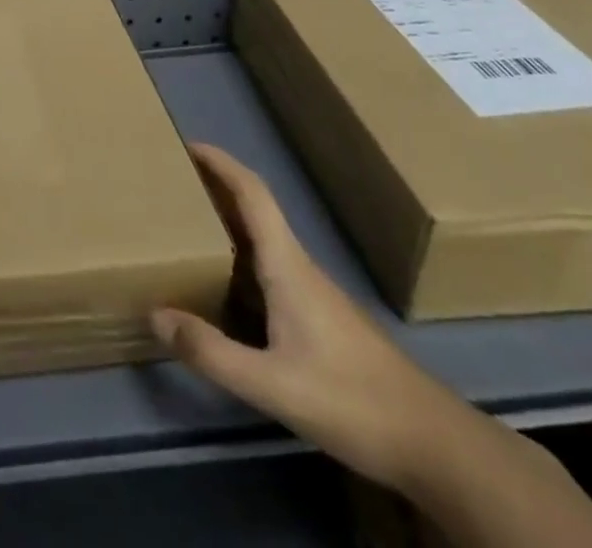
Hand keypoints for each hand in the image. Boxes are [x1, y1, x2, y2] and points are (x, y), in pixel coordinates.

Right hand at [151, 143, 470, 492]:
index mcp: (288, 266)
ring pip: (262, 243)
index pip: (253, 195)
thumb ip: (212, 352)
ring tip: (183, 229)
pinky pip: (269, 272)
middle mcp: (299, 268)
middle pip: (254, 211)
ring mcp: (313, 294)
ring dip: (225, 224)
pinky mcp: (321, 320)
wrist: (438, 447)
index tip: (187, 144)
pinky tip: (222, 289)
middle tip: (171, 183)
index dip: (221, 163)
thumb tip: (153, 314)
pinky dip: (238, 261)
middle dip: (214, 189)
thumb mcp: (274, 385)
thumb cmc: (354, 402)